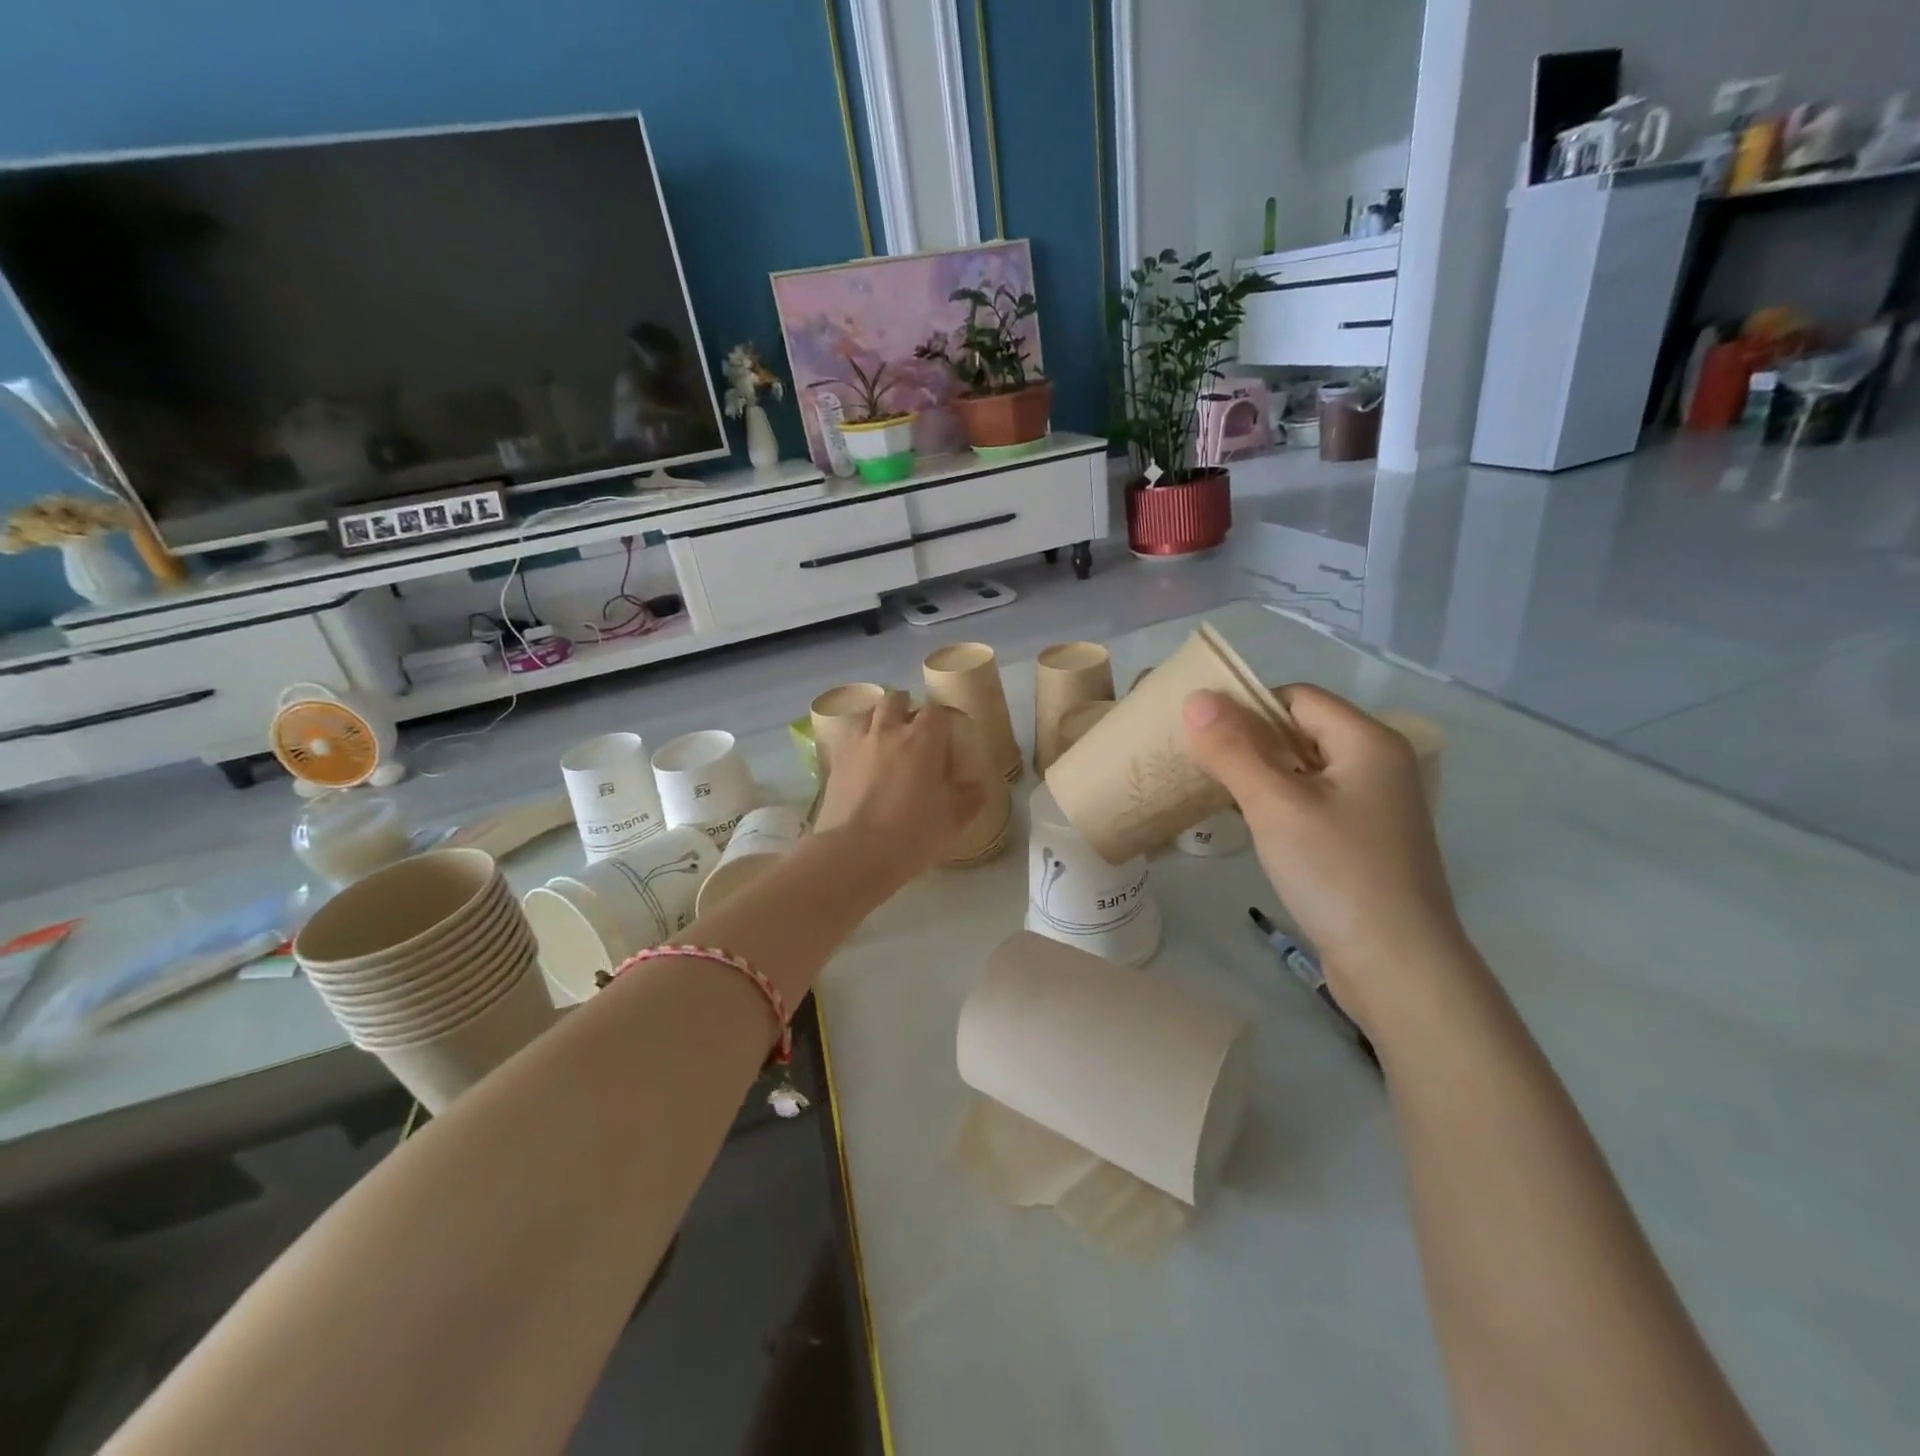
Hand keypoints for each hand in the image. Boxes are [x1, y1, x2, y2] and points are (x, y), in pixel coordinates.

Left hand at [814, 692, 986, 878]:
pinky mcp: (834, 762)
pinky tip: (863, 763)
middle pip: (896, 700)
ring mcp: (857, 744)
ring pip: (867, 714)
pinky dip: (859, 743)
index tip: (946, 738)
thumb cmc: (913, 834)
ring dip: (879, 721)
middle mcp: (888, 731)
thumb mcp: (953, 820)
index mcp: (923, 739)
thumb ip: (970, 798)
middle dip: (906, 708)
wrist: (856, 854)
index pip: (936, 712)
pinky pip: (848, 739)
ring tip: (885, 742)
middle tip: (913, 732)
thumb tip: (978, 786)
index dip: (942, 721)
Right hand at [1183, 686, 1466, 1022]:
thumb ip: (1233, 750)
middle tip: (1196, 760)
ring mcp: (1373, 806)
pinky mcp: (1363, 841)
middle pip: (1301, 731)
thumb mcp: (1275, 805)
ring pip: (1303, 770)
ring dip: (1259, 775)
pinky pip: (1312, 803)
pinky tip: (1246, 823)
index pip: (1297, 698)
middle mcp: (1377, 765)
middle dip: (1248, 741)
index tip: (1200, 733)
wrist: (1398, 967)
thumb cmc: (1337, 873)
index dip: (1248, 707)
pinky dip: (1277, 804)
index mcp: (1368, 742)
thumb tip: (1196, 700)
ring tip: (1211, 789)